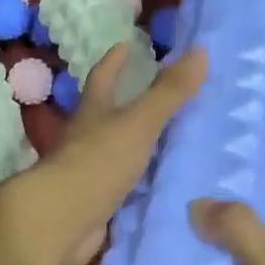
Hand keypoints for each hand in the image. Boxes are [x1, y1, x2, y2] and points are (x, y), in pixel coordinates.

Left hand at [1, 43, 207, 264]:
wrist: (63, 221)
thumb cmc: (98, 161)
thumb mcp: (139, 122)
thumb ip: (169, 91)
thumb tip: (200, 50)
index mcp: (92, 112)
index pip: (102, 77)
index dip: (114, 61)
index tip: (126, 44)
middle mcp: (87, 139)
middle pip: (108, 115)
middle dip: (128, 103)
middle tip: (163, 94)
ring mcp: (91, 173)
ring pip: (119, 152)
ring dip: (140, 146)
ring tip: (176, 141)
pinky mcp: (98, 203)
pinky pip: (127, 187)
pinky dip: (143, 183)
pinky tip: (165, 185)